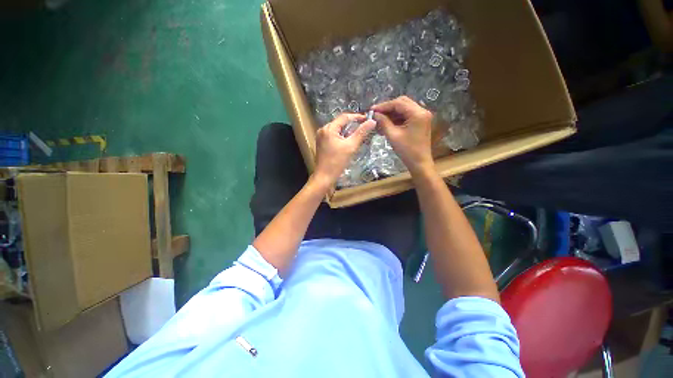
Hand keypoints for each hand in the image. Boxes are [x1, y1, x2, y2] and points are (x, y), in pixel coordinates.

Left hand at [313, 113, 375, 186]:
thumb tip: (372, 121)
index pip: (345, 117)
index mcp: (329, 128)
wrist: (324, 177)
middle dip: (352, 124)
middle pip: (340, 123)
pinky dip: (342, 137)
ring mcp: (321, 137)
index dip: (357, 116)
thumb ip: (361, 133)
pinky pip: (334, 136)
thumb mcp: (351, 147)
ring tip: (358, 135)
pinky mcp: (322, 144)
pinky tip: (348, 142)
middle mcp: (323, 130)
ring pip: (337, 130)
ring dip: (347, 131)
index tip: (367, 119)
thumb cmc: (337, 162)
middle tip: (364, 128)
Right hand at [372, 96, 433, 174]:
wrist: (419, 163)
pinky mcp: (420, 122)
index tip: (372, 110)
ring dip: (391, 114)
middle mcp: (422, 111)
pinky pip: (406, 116)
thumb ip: (383, 122)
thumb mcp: (393, 135)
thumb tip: (374, 114)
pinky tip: (387, 124)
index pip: (398, 103)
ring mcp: (422, 116)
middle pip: (402, 103)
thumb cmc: (407, 151)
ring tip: (379, 121)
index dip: (384, 106)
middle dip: (388, 108)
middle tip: (376, 114)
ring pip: (403, 109)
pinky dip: (396, 119)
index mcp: (417, 113)